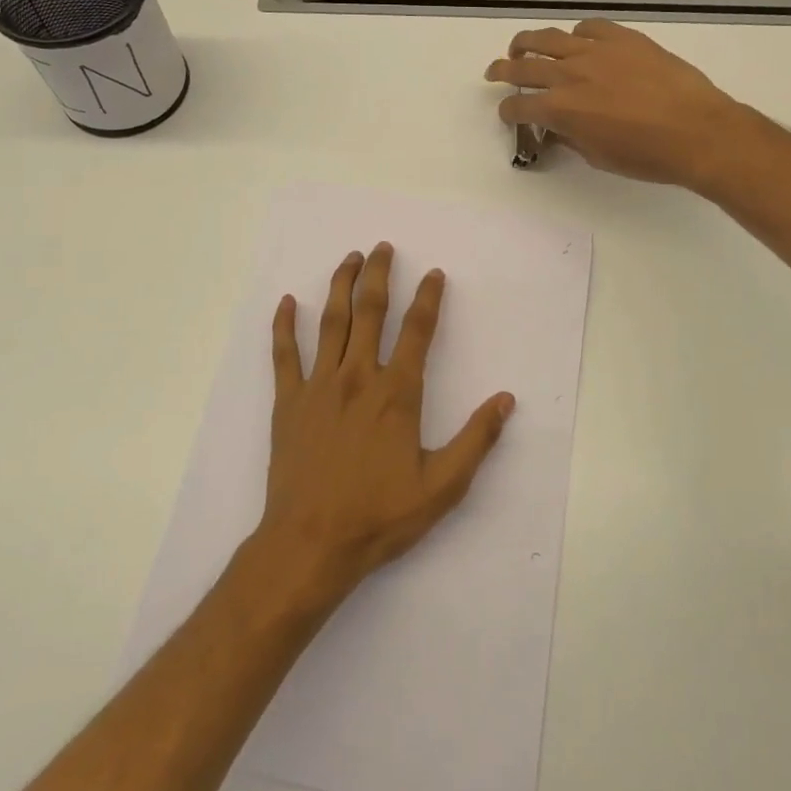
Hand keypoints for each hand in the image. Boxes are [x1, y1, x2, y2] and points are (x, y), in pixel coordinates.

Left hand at [255, 243, 512, 601]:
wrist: (310, 543)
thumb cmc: (380, 516)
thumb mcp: (442, 486)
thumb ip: (476, 440)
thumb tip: (506, 400)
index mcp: (397, 393)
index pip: (417, 331)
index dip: (429, 299)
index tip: (435, 274)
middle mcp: (358, 377)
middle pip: (371, 311)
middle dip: (380, 275)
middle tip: (384, 247)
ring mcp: (319, 386)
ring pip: (331, 323)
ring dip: (340, 286)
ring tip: (349, 259)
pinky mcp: (288, 402)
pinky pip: (284, 355)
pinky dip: (284, 326)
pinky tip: (285, 303)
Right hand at [484, 19, 746, 188]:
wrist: (698, 131)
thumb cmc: (648, 156)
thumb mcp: (600, 156)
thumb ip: (572, 137)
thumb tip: (559, 127)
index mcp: (562, 109)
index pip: (519, 106)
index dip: (509, 111)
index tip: (509, 114)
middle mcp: (570, 75)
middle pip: (523, 66)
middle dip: (503, 70)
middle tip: (495, 72)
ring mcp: (597, 51)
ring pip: (549, 38)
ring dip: (528, 43)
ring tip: (521, 47)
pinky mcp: (623, 39)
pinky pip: (589, 27)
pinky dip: (576, 34)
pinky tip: (578, 40)